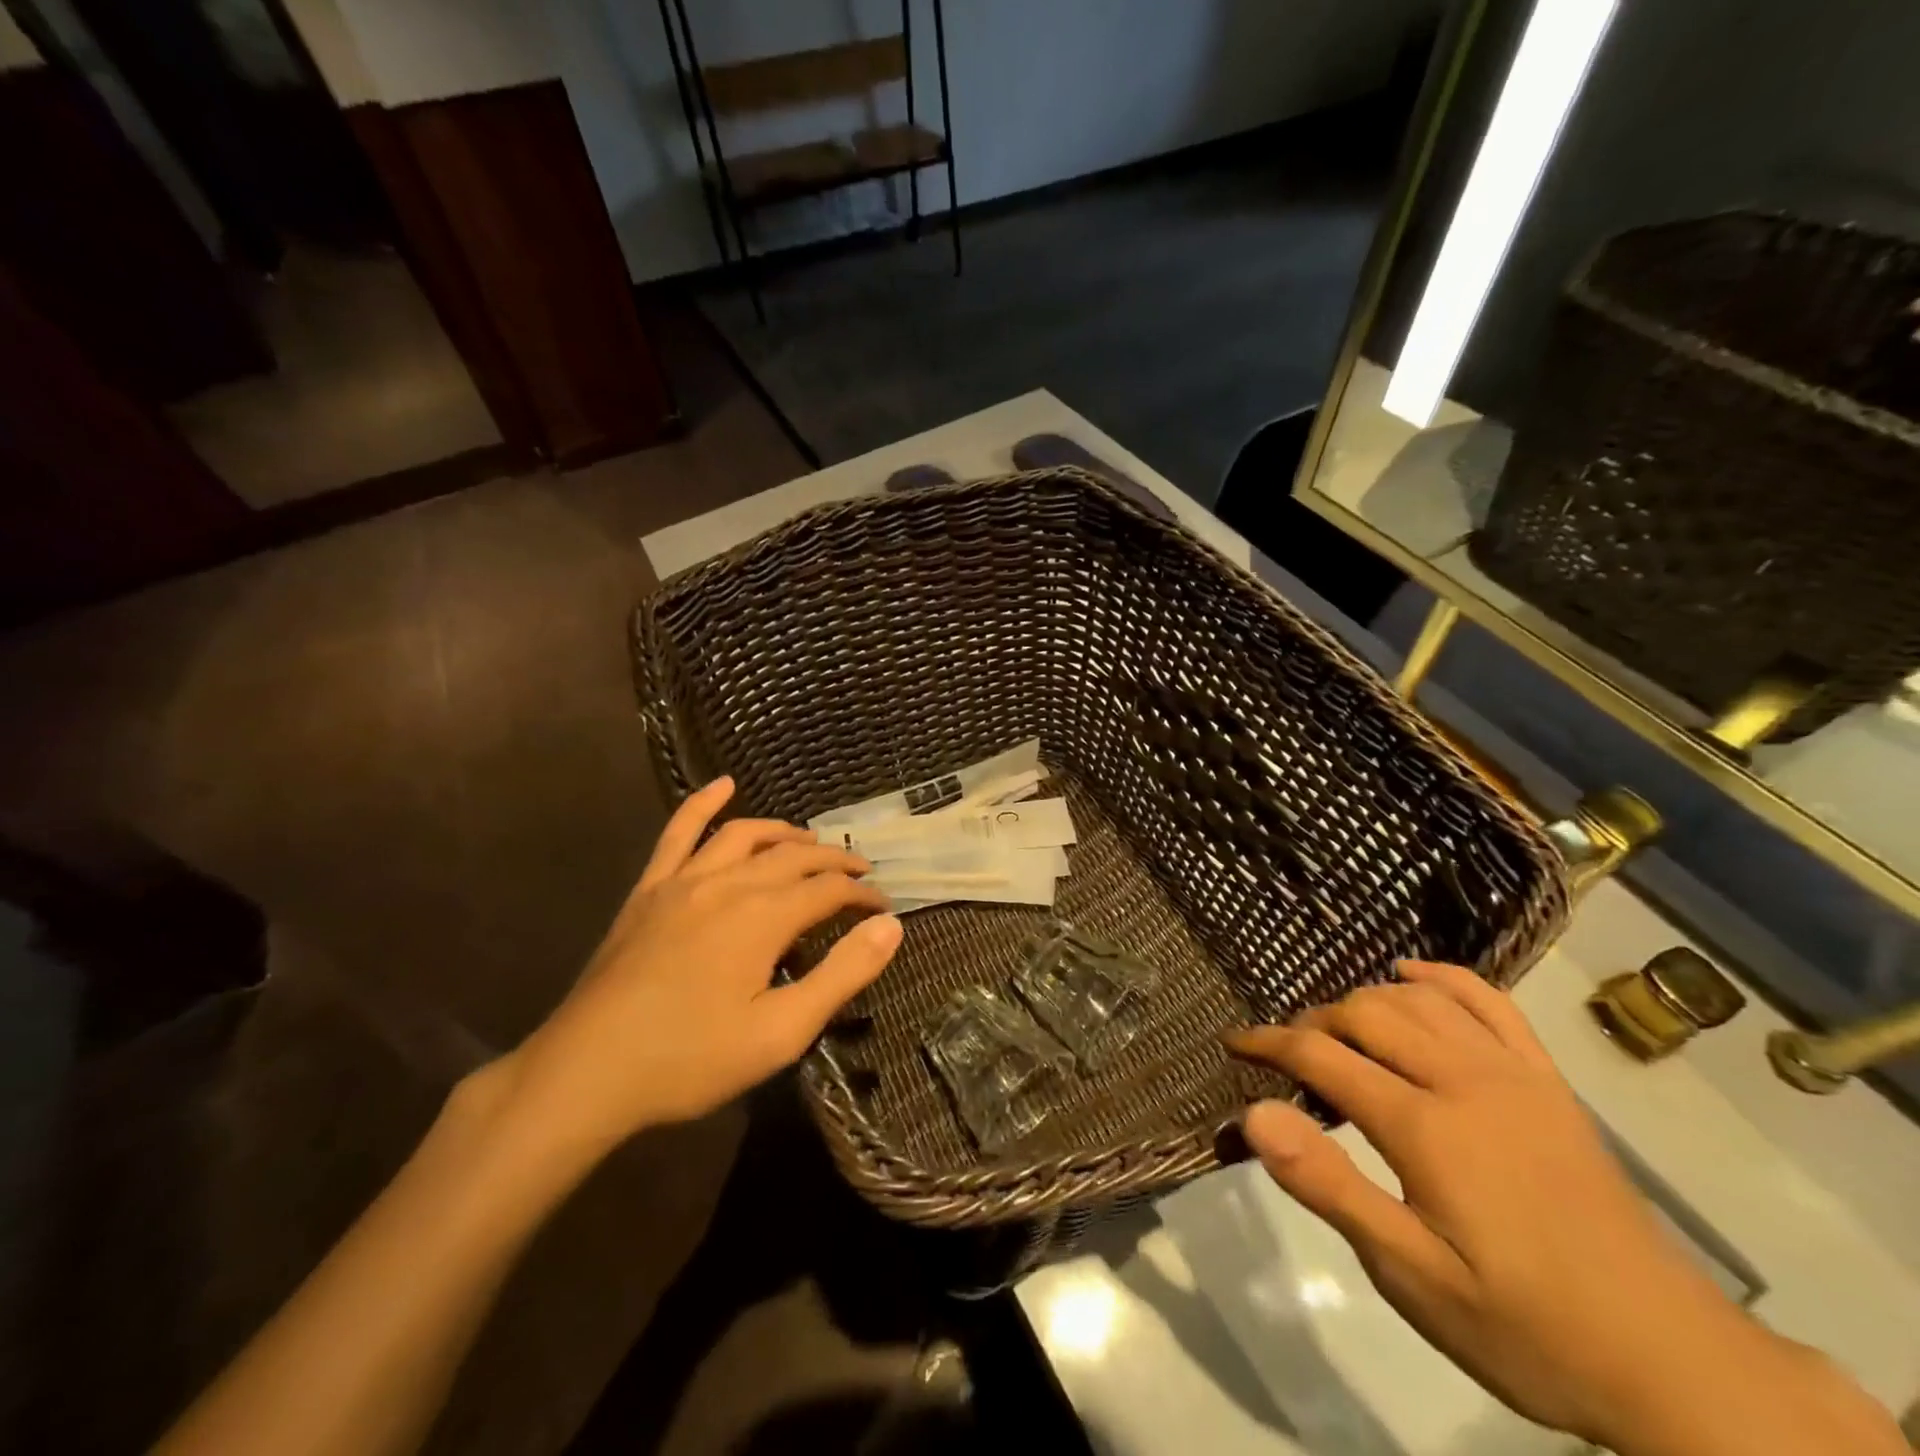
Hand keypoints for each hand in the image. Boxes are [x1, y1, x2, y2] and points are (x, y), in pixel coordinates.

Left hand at [495, 777, 900, 1164]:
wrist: (587, 1073)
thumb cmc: (692, 1060)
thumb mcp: (782, 1032)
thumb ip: (842, 974)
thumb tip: (891, 926)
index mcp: (764, 917)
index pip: (828, 890)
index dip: (862, 895)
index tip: (884, 907)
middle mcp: (729, 883)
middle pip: (793, 856)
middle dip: (834, 862)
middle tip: (860, 873)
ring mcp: (684, 881)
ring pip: (745, 836)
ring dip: (785, 834)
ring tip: (810, 843)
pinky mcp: (650, 890)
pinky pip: (678, 832)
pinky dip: (703, 803)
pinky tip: (723, 784)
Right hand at [1223, 962, 1903, 1455]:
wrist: (1671, 1362)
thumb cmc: (1524, 1326)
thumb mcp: (1412, 1277)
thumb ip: (1330, 1187)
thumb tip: (1255, 1115)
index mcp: (1424, 1126)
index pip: (1322, 1055)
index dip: (1269, 1043)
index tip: (1235, 1044)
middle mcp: (1463, 1079)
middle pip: (1365, 1014)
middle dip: (1313, 1021)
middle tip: (1287, 1051)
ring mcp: (1512, 1073)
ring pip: (1417, 999)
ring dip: (1365, 1000)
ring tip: (1339, 1028)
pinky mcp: (1547, 1081)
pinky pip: (1489, 1003)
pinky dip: (1442, 978)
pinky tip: (1412, 974)